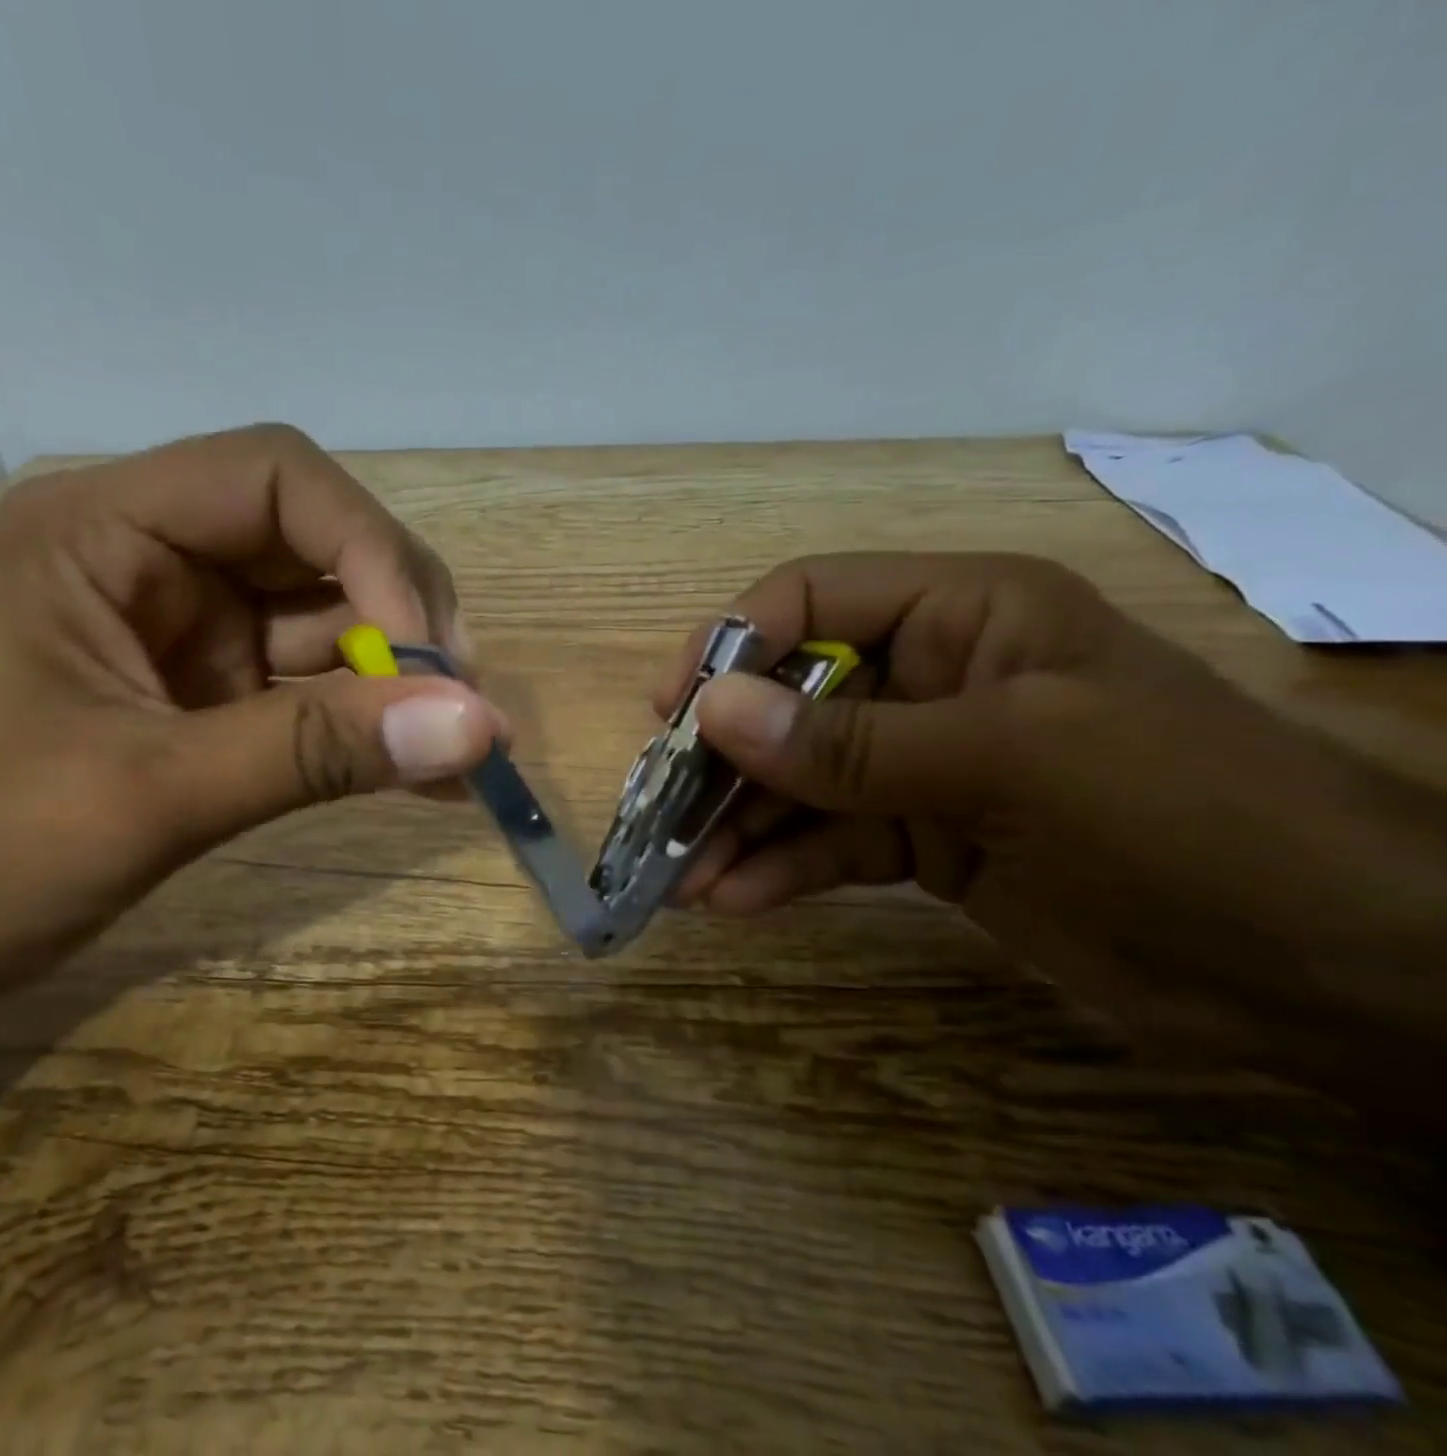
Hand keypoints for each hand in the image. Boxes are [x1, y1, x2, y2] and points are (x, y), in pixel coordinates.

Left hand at [0, 424, 503, 1002]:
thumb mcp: (153, 793)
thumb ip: (316, 751)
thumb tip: (477, 727)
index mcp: (106, 530)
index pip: (276, 477)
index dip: (368, 547)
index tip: (427, 651)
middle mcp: (160, 560)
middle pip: (322, 544)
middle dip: (402, 618)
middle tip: (460, 703)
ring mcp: (196, 629)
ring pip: (336, 622)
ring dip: (405, 681)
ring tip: (466, 750)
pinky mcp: (221, 694)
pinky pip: (322, 691)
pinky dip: (376, 727)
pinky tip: (430, 774)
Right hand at [664, 553, 1446, 1096]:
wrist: (1328, 968)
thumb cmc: (1184, 816)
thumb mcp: (1007, 761)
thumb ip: (849, 742)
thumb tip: (712, 713)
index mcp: (957, 616)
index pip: (809, 601)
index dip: (731, 647)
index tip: (673, 713)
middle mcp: (926, 679)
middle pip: (788, 702)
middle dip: (721, 762)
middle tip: (661, 818)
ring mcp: (919, 764)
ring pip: (798, 783)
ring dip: (736, 828)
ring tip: (681, 881)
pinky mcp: (921, 839)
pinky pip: (827, 843)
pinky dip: (778, 869)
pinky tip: (732, 900)